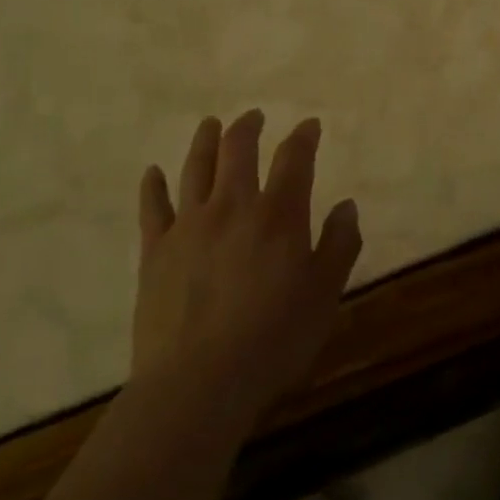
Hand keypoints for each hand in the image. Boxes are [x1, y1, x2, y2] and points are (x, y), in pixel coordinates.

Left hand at [133, 111, 361, 423]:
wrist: (198, 384)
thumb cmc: (273, 340)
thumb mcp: (324, 295)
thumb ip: (339, 245)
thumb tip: (347, 205)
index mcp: (278, 215)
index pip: (294, 159)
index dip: (303, 137)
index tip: (309, 125)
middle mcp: (233, 206)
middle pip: (238, 149)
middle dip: (248, 127)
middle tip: (253, 116)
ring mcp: (189, 225)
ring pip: (196, 167)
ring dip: (205, 141)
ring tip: (210, 124)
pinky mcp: (156, 251)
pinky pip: (153, 207)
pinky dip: (153, 186)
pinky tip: (153, 173)